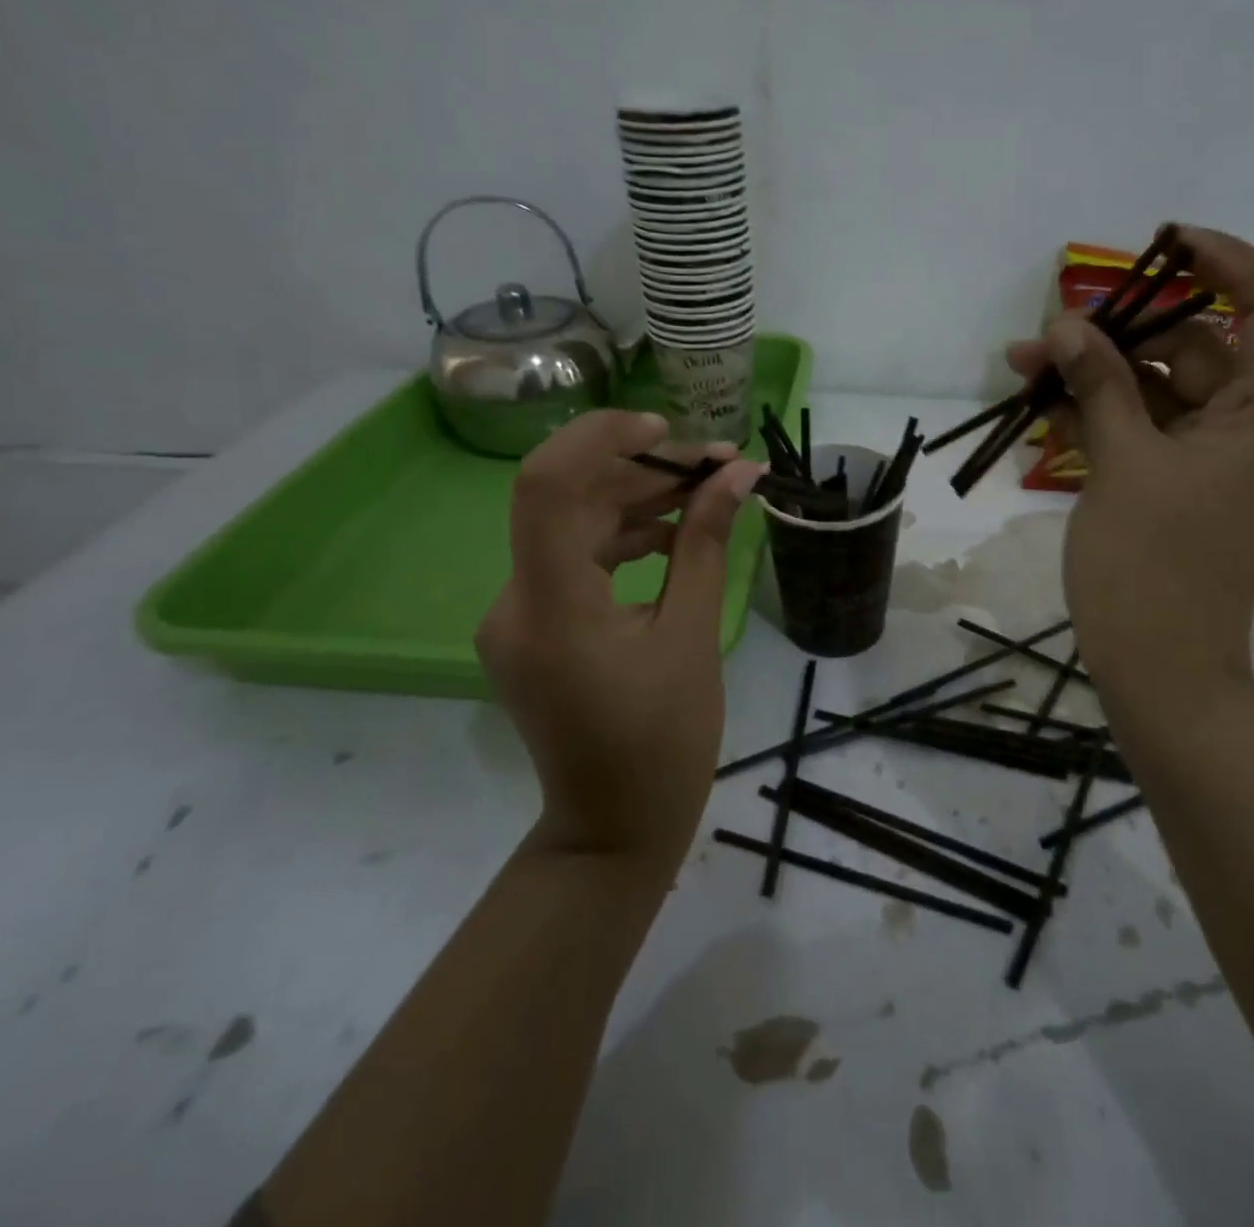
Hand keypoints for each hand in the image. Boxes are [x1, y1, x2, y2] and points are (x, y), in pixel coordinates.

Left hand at [475, 410, 764, 870]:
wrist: (615, 825)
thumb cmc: (665, 740)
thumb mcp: (693, 633)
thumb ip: (706, 543)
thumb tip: (738, 474)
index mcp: (552, 606)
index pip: (547, 486)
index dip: (601, 438)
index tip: (666, 428)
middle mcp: (515, 601)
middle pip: (568, 499)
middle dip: (642, 469)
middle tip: (717, 462)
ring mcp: (518, 614)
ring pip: (572, 526)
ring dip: (637, 500)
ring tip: (708, 489)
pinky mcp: (534, 626)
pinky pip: (574, 560)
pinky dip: (622, 538)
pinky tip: (674, 533)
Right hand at [1007, 226, 1253, 704]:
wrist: (1157, 669)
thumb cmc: (1151, 567)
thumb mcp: (1122, 464)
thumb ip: (1099, 385)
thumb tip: (1067, 324)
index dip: (1227, 261)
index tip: (1164, 243)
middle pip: (1199, 349)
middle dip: (1123, 332)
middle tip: (1051, 331)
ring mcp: (1214, 461)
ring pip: (1161, 390)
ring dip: (1099, 374)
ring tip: (1026, 366)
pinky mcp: (1179, 486)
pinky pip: (1144, 430)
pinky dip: (1102, 414)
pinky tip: (1046, 405)